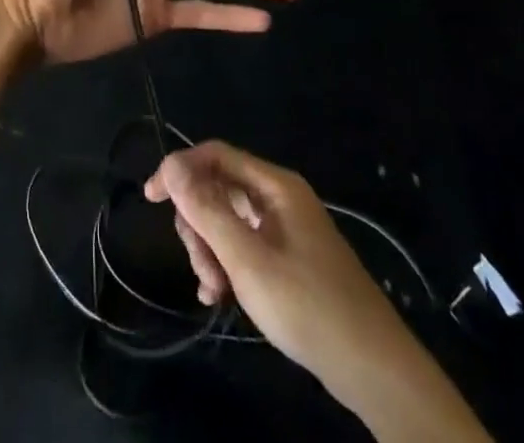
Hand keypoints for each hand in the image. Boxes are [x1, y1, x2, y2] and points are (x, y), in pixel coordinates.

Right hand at [144, 142, 404, 409]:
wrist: (373, 368)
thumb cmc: (307, 305)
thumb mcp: (248, 260)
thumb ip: (207, 210)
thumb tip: (171, 164)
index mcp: (274, 185)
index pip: (215, 155)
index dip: (179, 170)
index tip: (151, 198)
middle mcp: (279, 198)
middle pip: (219, 190)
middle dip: (199, 225)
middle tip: (200, 267)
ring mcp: (285, 229)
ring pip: (228, 222)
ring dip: (211, 251)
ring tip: (214, 290)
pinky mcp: (289, 258)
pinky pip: (244, 246)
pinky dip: (227, 265)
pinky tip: (220, 296)